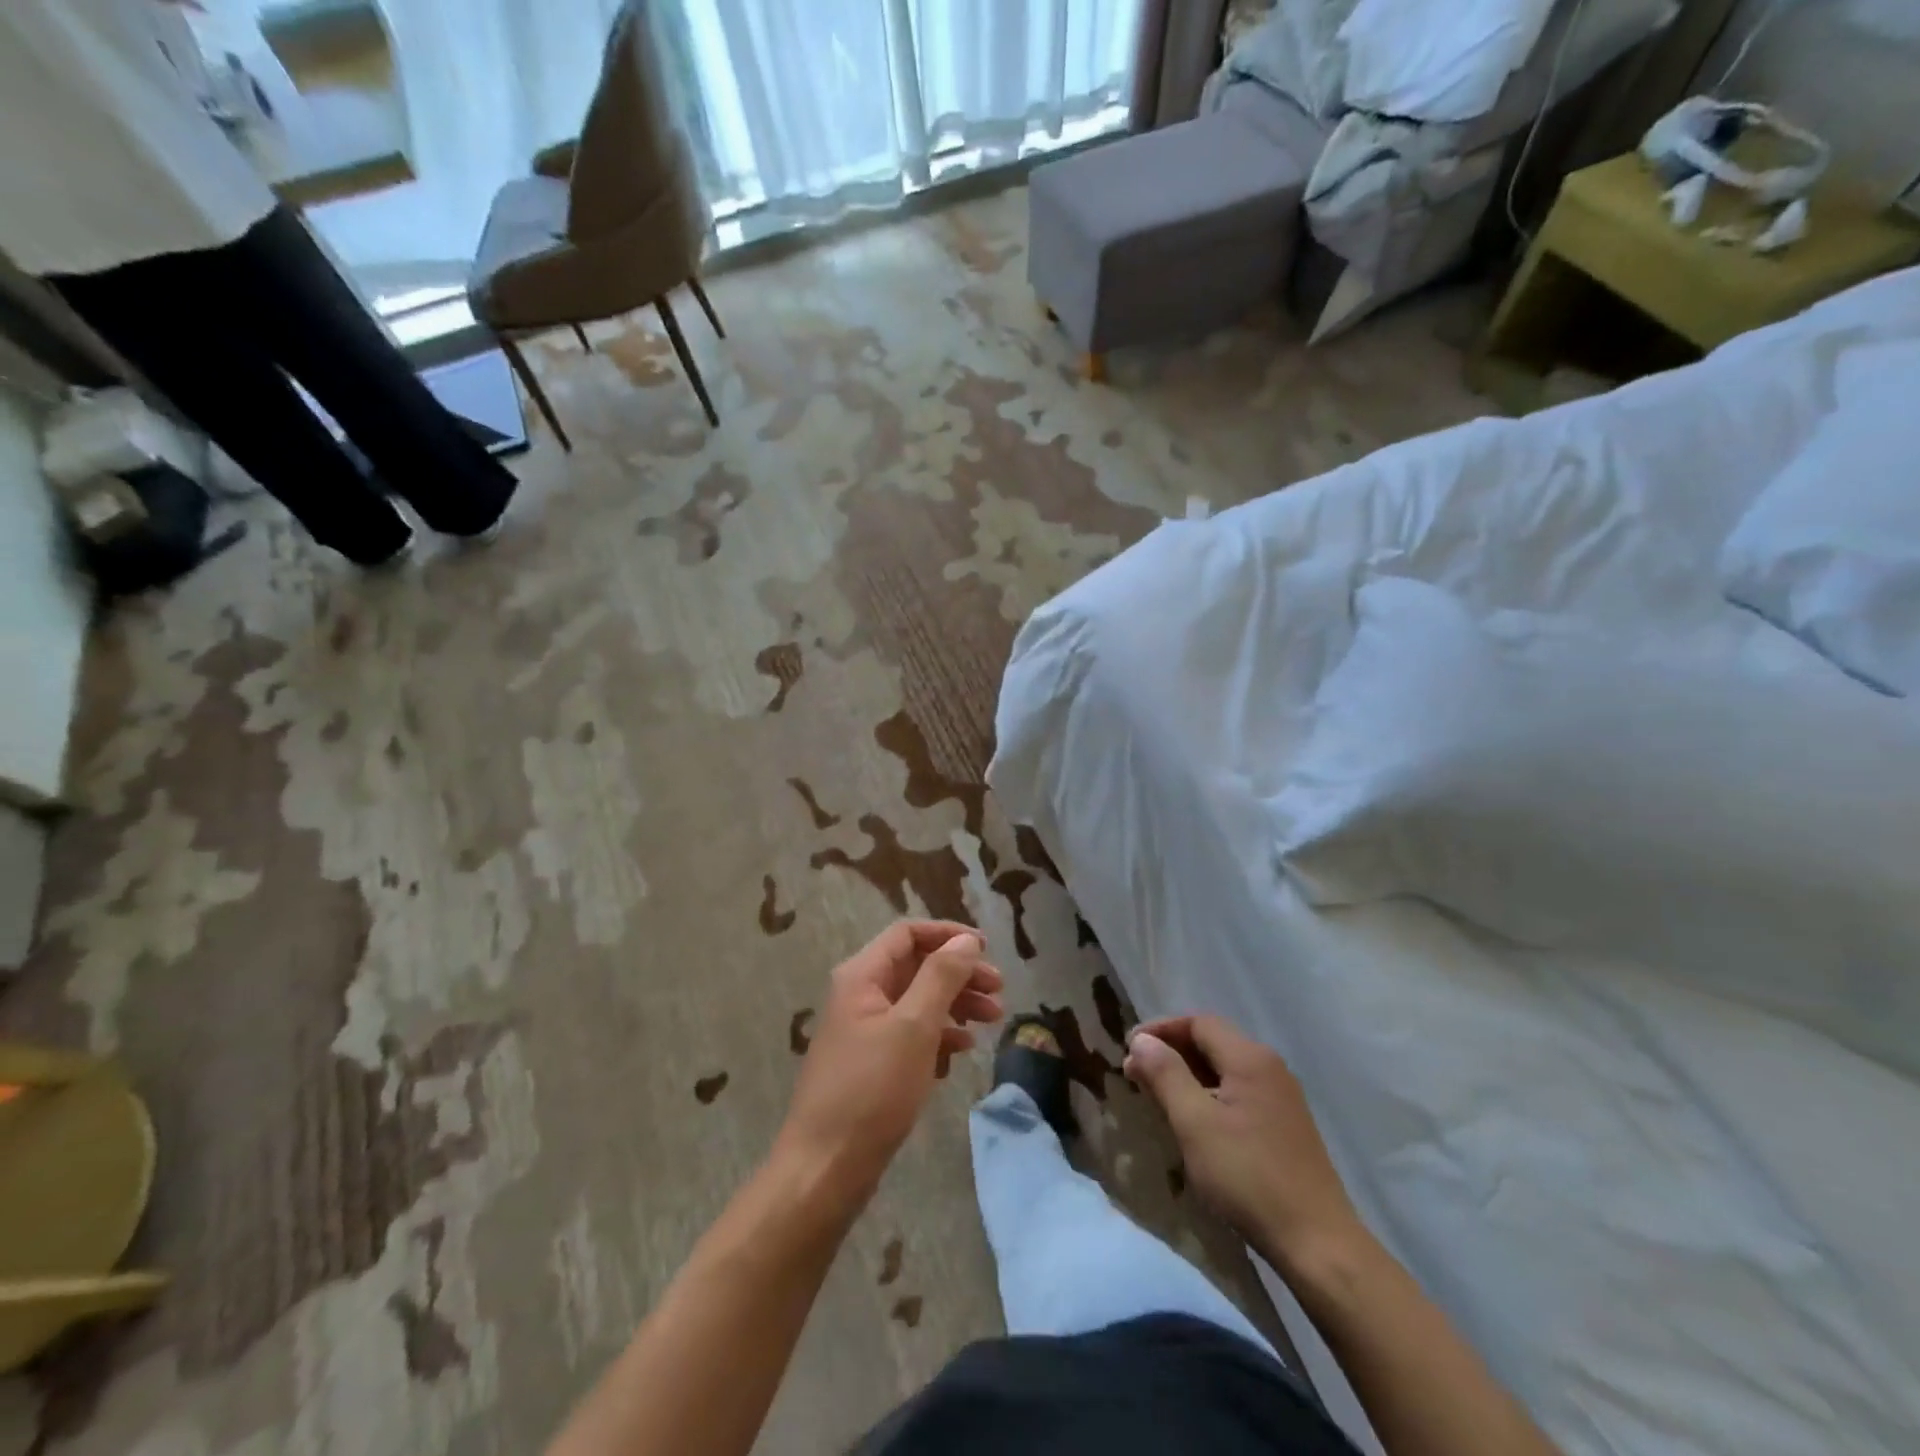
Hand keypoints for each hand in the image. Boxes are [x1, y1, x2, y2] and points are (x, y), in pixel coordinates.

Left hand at [774, 921, 1003, 1202]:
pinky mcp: (870, 1064)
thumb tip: (966, 940)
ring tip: (992, 1022)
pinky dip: (938, 1036)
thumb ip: (942, 976)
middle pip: (916, 966)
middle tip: (999, 991)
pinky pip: (910, 1034)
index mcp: (862, 976)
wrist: (825, 1168)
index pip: (908, 933)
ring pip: (917, 1001)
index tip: (987, 950)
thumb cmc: (872, 1089)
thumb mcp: (914, 1026)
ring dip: (955, 1005)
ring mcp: (864, 1031)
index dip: (948, 935)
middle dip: (960, 974)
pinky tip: (960, 1053)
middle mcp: (860, 995)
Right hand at [1125, 1015, 1361, 1274]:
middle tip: (1136, 1074)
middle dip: (1171, 1052)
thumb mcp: (1195, 1123)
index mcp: (1250, 1058)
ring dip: (1187, 1075)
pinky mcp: (1285, 1126)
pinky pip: (1238, 1092)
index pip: (1198, 1023)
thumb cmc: (1249, 1177)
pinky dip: (1208, 1094)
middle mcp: (1270, 1068)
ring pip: (1224, 1069)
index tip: (1128, 1049)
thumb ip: (1165, 1075)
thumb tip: (1141, 1040)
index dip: (1160, 1030)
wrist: (1318, 1244)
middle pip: (1212, 1042)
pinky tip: (1193, 1121)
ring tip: (1157, 1095)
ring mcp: (1281, 1098)